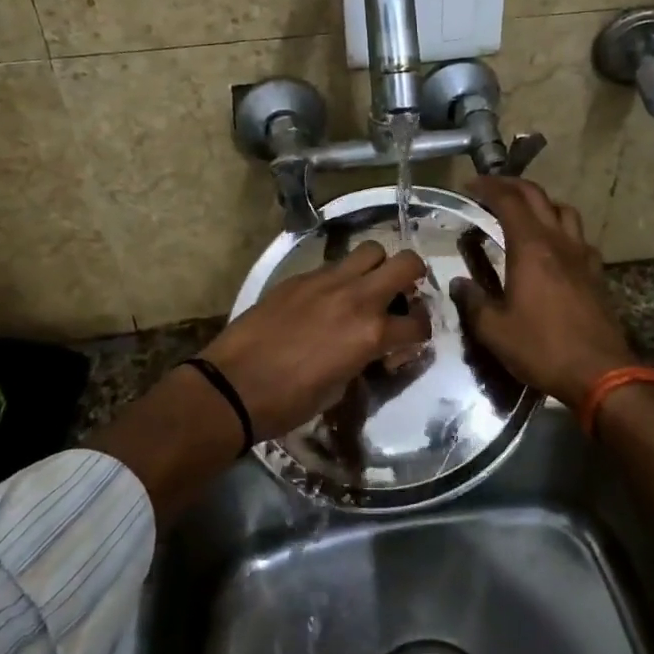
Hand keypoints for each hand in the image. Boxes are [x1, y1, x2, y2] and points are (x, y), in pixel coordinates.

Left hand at [201, 241, 432, 439]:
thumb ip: (364, 359)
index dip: (420, 333)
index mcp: (371, 333)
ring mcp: (326, 281)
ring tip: (365, 288)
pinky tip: (327, 298)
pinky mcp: (300, 277)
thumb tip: (371, 350)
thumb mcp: (340, 388)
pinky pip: (333, 265)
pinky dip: (341, 277)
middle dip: (413, 276)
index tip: (410, 340)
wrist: (232, 386)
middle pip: (406, 263)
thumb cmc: (288, 402)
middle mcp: (357, 298)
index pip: (418, 324)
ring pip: (370, 251)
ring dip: (377, 267)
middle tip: (403, 294)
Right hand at [450, 177, 636, 405]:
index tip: (469, 186)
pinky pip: (579, 236)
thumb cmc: (542, 349)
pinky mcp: (596, 272)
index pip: (508, 201)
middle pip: (537, 196)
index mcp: (530, 248)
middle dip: (512, 186)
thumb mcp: (495, 331)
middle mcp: (558, 241)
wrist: (601, 373)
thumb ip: (473, 302)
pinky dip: (561, 228)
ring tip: (524, 213)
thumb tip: (458, 283)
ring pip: (564, 210)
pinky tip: (553, 246)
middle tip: (491, 189)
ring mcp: (582, 255)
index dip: (487, 187)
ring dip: (541, 203)